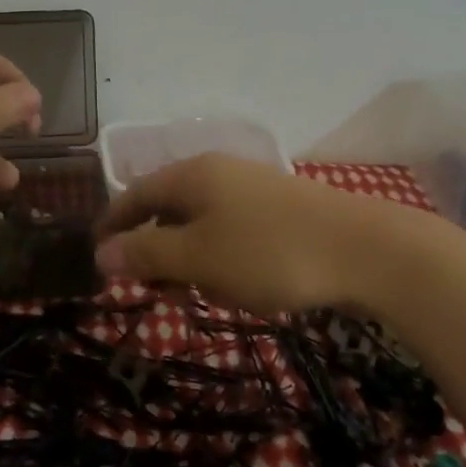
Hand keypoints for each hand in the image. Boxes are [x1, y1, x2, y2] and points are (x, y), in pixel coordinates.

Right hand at [94, 153, 424, 315]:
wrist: (367, 250)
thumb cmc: (270, 252)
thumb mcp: (198, 257)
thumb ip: (146, 253)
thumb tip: (101, 253)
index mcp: (192, 174)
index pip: (136, 193)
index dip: (113, 224)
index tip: (97, 257)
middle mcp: (219, 172)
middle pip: (169, 207)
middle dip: (155, 249)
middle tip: (152, 289)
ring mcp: (253, 189)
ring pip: (203, 223)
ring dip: (190, 258)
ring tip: (199, 294)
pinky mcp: (281, 210)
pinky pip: (233, 232)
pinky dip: (222, 258)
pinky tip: (240, 286)